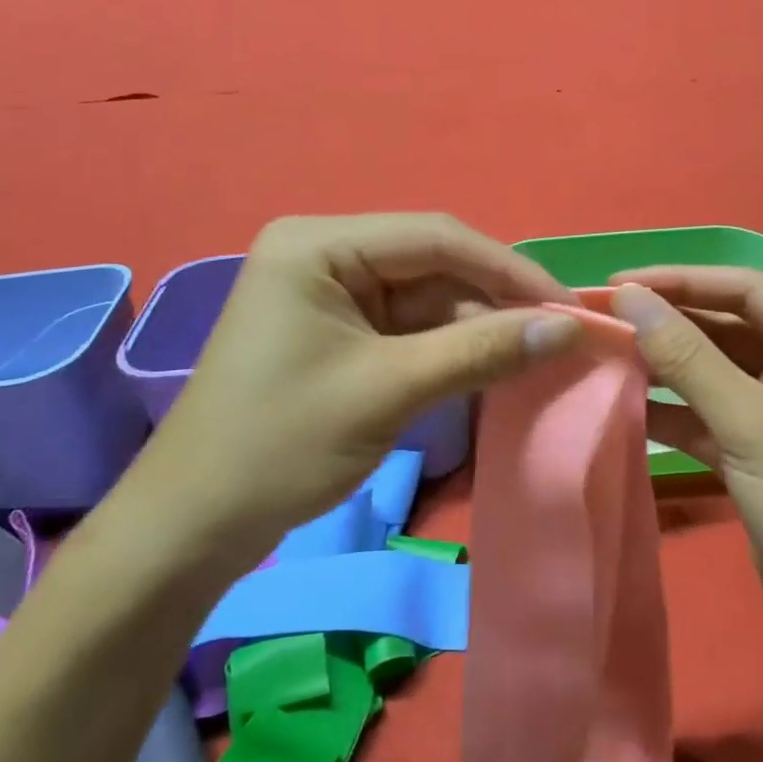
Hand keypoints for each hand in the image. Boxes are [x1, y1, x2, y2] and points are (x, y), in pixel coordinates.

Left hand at [133, 214, 579, 563]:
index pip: (435, 237)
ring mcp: (331, 293)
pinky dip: (450, 348)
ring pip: (427, 298)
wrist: (195, 524)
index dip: (509, 269)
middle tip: (559, 338)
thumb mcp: (389, 391)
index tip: (568, 306)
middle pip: (433, 265)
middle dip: (495, 302)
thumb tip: (567, 327)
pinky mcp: (338, 331)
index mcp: (319, 244)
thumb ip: (481, 350)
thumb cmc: (281, 445)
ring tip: (536, 356)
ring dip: (478, 327)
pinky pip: (409, 328)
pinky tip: (491, 366)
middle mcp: (325, 254)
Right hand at [609, 268, 762, 658]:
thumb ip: (686, 357)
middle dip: (670, 323)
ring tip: (608, 354)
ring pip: (718, 370)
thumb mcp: (748, 422)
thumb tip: (628, 297)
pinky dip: (676, 409)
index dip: (681, 280)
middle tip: (605, 317)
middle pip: (730, 327)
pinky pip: (714, 411)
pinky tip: (630, 403)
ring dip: (668, 365)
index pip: (747, 290)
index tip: (618, 284)